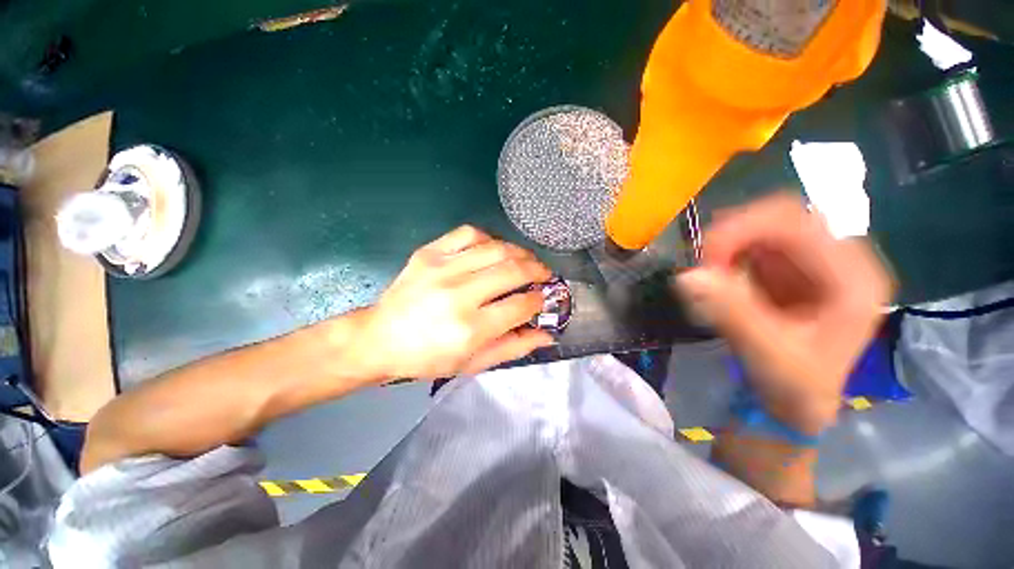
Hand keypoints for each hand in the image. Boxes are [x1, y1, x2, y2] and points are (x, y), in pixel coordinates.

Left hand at [356, 225, 553, 380]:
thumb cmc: (427, 358)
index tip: (542, 299)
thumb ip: (513, 348)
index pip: (521, 305)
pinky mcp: (428, 253)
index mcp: (470, 329)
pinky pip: (469, 233)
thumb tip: (547, 334)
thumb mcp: (473, 364)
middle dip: (538, 270)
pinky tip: (493, 250)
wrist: (380, 338)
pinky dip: (489, 239)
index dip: (539, 300)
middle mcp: (458, 294)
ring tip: (526, 260)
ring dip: (520, 252)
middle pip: (513, 270)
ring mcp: (442, 268)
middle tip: (544, 275)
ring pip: (496, 248)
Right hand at [675, 194, 891, 434]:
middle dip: (733, 236)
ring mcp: (813, 262)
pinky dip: (728, 255)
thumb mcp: (768, 356)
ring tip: (709, 275)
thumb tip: (687, 276)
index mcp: (852, 278)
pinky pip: (753, 245)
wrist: (798, 404)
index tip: (705, 259)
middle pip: (780, 217)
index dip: (743, 230)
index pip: (797, 223)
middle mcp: (839, 259)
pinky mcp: (790, 269)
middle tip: (703, 265)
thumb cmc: (796, 388)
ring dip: (728, 246)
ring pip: (763, 228)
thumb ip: (733, 314)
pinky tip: (719, 278)